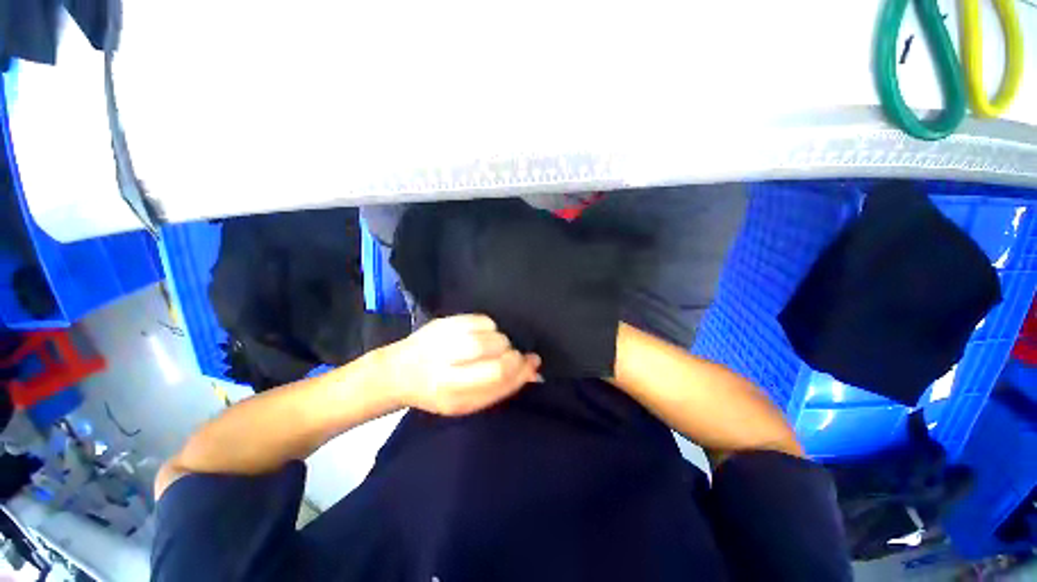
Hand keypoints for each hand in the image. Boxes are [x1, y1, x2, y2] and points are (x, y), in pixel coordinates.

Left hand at [382, 314, 540, 415]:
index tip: (532, 365)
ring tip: (496, 347)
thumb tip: (532, 371)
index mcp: (452, 395)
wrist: (398, 372)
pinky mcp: (444, 323)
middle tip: (513, 355)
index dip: (520, 372)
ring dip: (502, 342)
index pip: (497, 380)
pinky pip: (482, 320)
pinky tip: (484, 334)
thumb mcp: (465, 403)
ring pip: (491, 337)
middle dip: (513, 356)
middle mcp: (446, 369)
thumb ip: (499, 389)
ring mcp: (444, 342)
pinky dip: (491, 327)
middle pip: (496, 357)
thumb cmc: (435, 392)